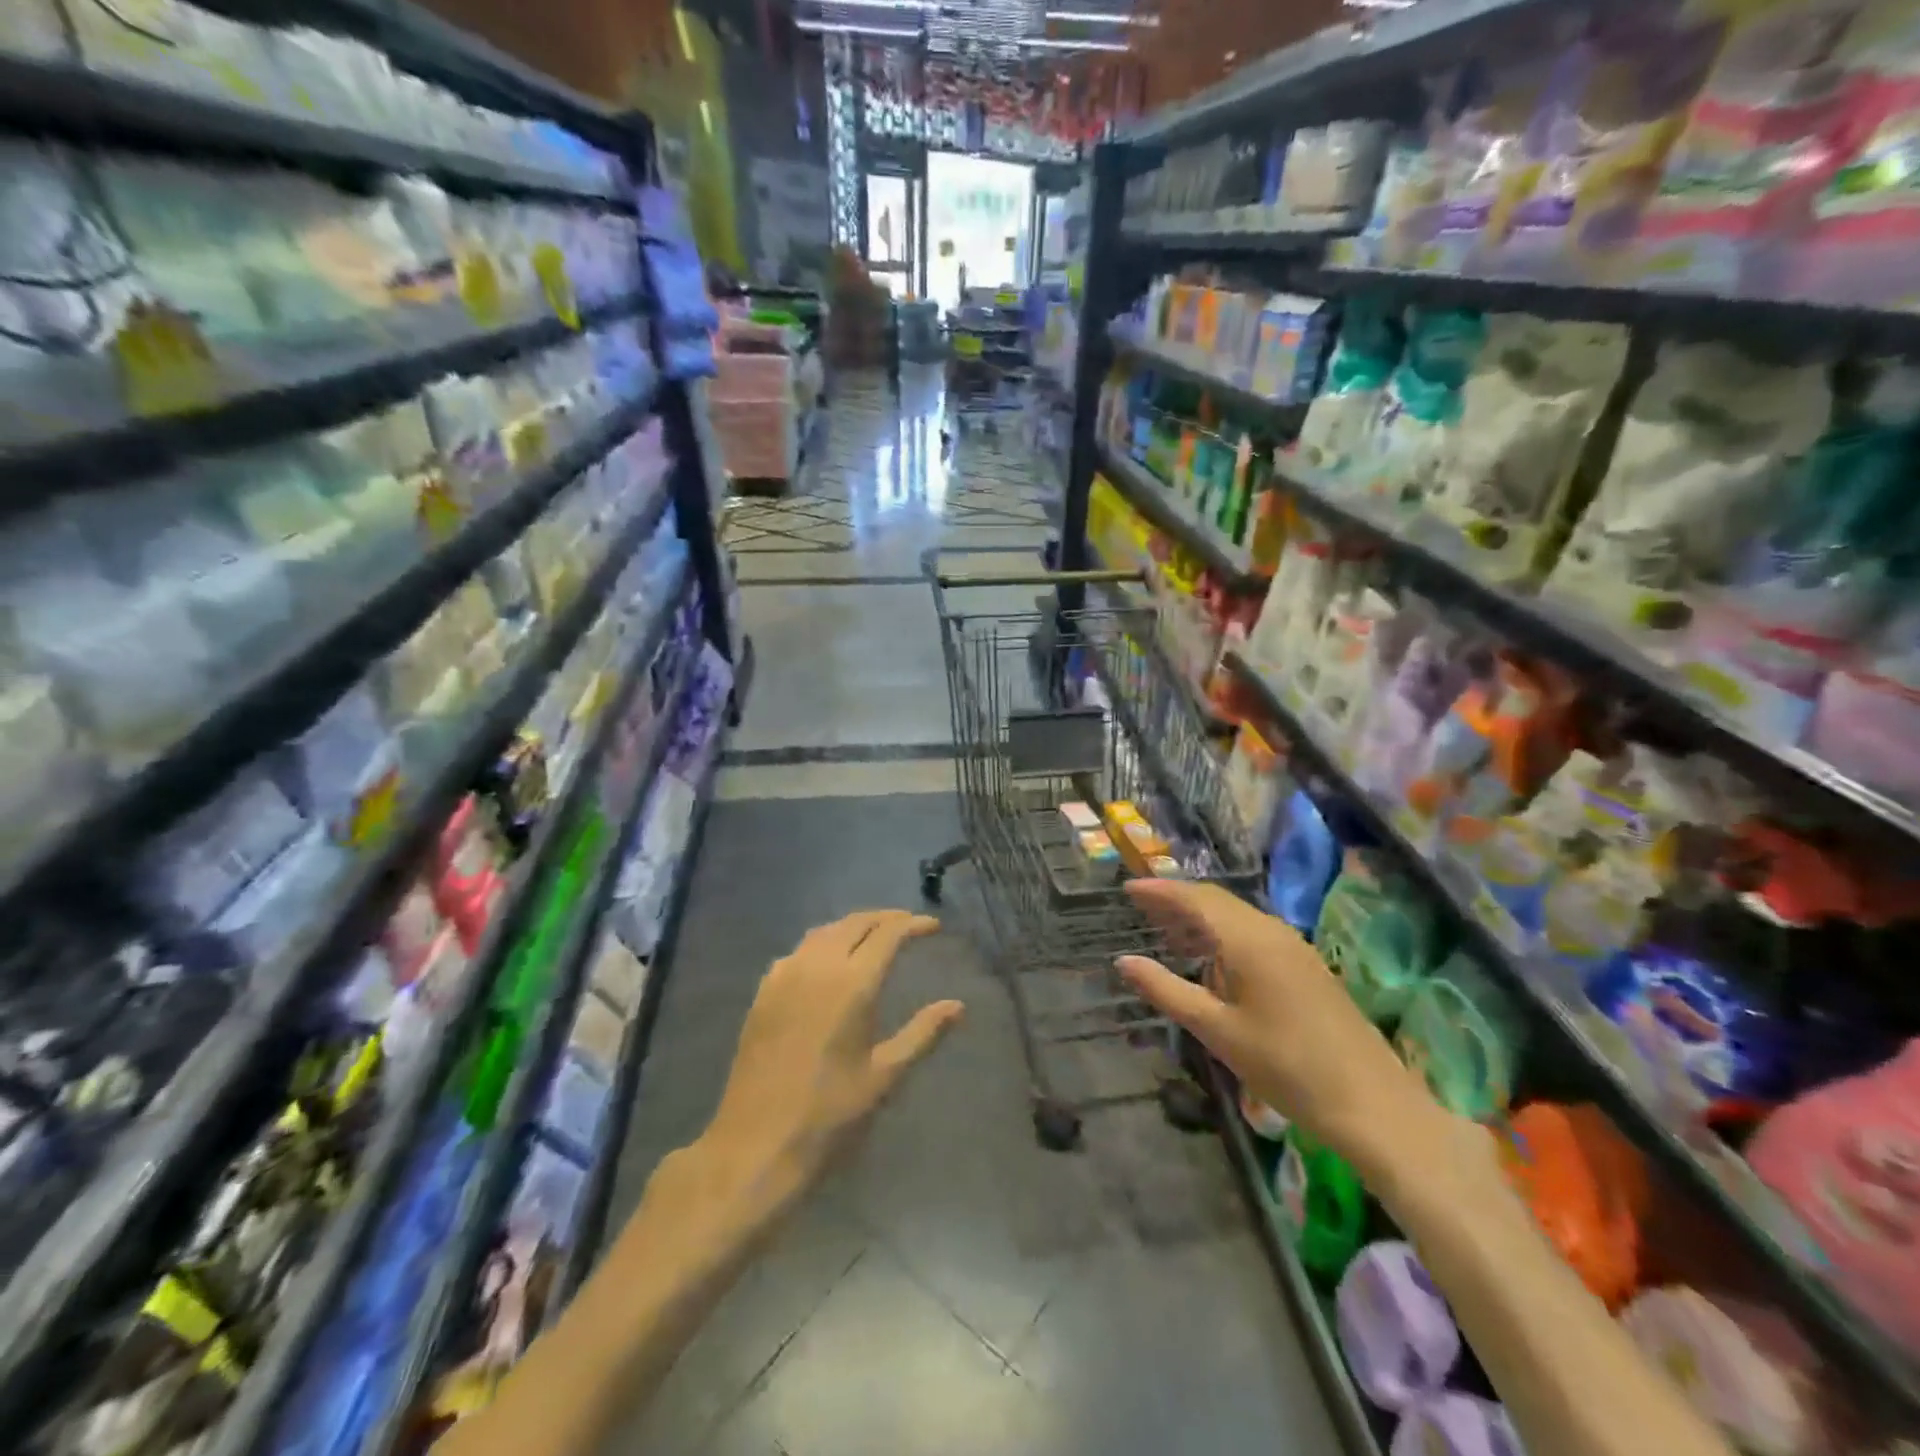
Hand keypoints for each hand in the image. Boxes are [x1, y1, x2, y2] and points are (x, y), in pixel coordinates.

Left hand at [702, 910, 964, 1201]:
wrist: (756, 1144)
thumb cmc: (829, 1113)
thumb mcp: (885, 1075)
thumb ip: (923, 1033)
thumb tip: (958, 1006)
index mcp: (852, 984)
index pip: (888, 934)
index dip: (913, 925)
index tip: (933, 927)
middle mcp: (817, 967)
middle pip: (855, 923)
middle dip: (885, 918)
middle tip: (908, 925)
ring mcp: (785, 975)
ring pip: (825, 931)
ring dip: (854, 926)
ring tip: (875, 936)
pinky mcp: (764, 991)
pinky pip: (799, 950)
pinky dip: (824, 942)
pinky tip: (830, 961)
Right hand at [1116, 879, 1443, 1184]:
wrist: (1373, 1105)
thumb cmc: (1287, 1067)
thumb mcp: (1217, 1031)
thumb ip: (1167, 991)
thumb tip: (1124, 961)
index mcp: (1249, 940)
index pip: (1196, 899)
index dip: (1160, 890)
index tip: (1128, 888)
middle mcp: (1272, 932)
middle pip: (1217, 902)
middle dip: (1177, 900)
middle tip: (1141, 907)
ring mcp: (1295, 948)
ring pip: (1238, 917)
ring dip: (1201, 918)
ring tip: (1167, 931)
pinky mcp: (1307, 967)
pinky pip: (1255, 933)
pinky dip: (1224, 934)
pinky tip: (1212, 960)